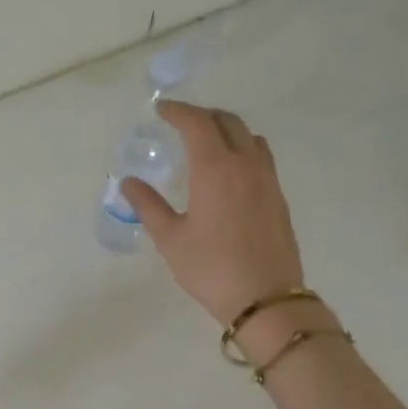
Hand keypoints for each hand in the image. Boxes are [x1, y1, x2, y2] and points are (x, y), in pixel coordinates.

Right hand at [123, 101, 307, 328]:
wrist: (265, 298)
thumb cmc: (210, 268)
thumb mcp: (170, 238)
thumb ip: (148, 205)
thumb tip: (129, 183)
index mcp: (215, 168)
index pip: (197, 123)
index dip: (178, 111)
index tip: (161, 110)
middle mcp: (245, 164)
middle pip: (228, 121)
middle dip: (202, 115)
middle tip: (181, 123)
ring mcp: (267, 179)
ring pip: (249, 136)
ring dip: (226, 129)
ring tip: (207, 142)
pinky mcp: (278, 197)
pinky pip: (260, 157)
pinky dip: (242, 149)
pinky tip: (229, 172)